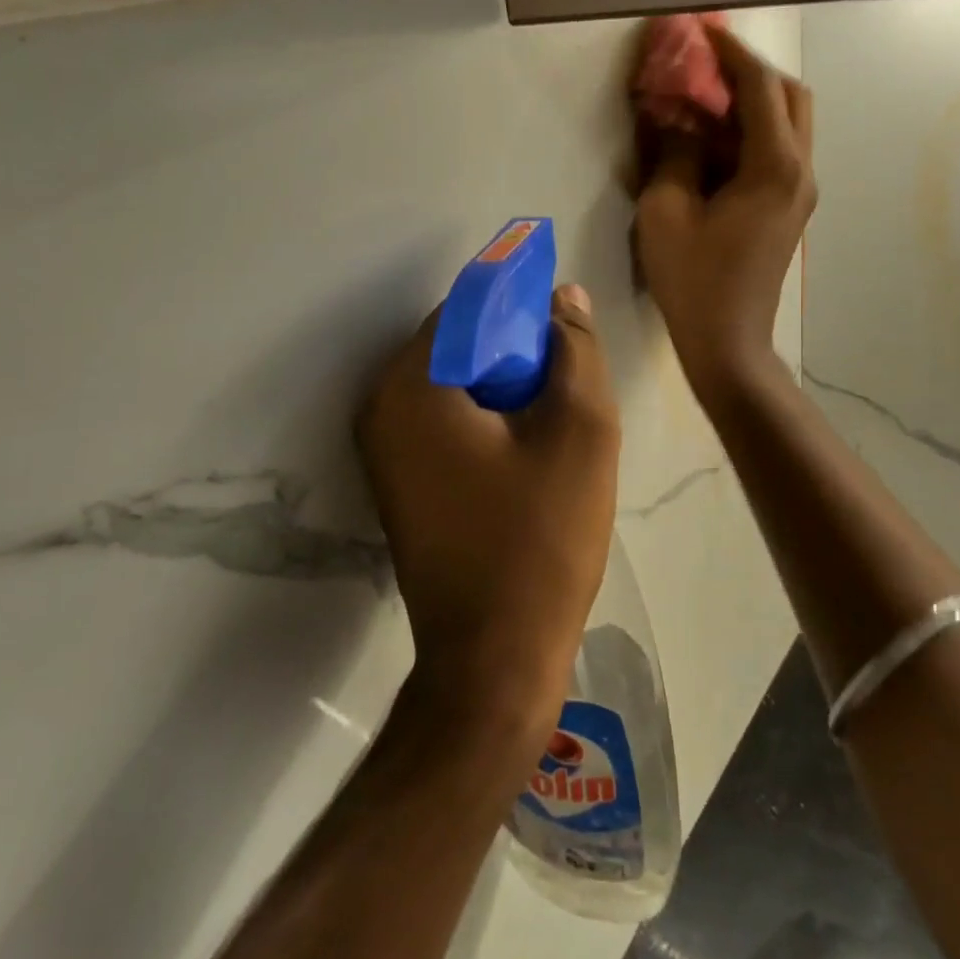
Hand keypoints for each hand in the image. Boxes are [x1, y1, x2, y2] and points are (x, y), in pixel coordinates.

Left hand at [357, 285, 620, 733]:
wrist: (494, 659)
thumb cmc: (540, 541)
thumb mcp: (580, 432)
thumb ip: (575, 350)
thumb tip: (563, 299)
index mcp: (411, 385)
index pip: (468, 307)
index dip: (523, 305)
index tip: (566, 330)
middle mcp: (379, 406)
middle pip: (456, 345)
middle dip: (514, 350)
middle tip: (566, 383)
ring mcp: (381, 448)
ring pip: (451, 383)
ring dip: (502, 386)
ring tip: (553, 418)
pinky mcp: (395, 480)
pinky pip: (442, 421)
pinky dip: (482, 417)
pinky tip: (524, 449)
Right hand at [634, 27, 814, 397]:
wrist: (727, 342)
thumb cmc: (693, 280)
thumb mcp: (666, 211)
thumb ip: (673, 153)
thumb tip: (677, 119)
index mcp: (774, 166)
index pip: (760, 88)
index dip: (730, 54)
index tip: (702, 32)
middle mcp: (800, 171)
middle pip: (790, 98)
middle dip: (750, 74)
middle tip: (707, 68)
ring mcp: (799, 192)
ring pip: (787, 126)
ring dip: (749, 105)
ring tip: (702, 101)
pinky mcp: (788, 209)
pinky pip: (776, 155)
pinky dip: (748, 137)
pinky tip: (710, 144)